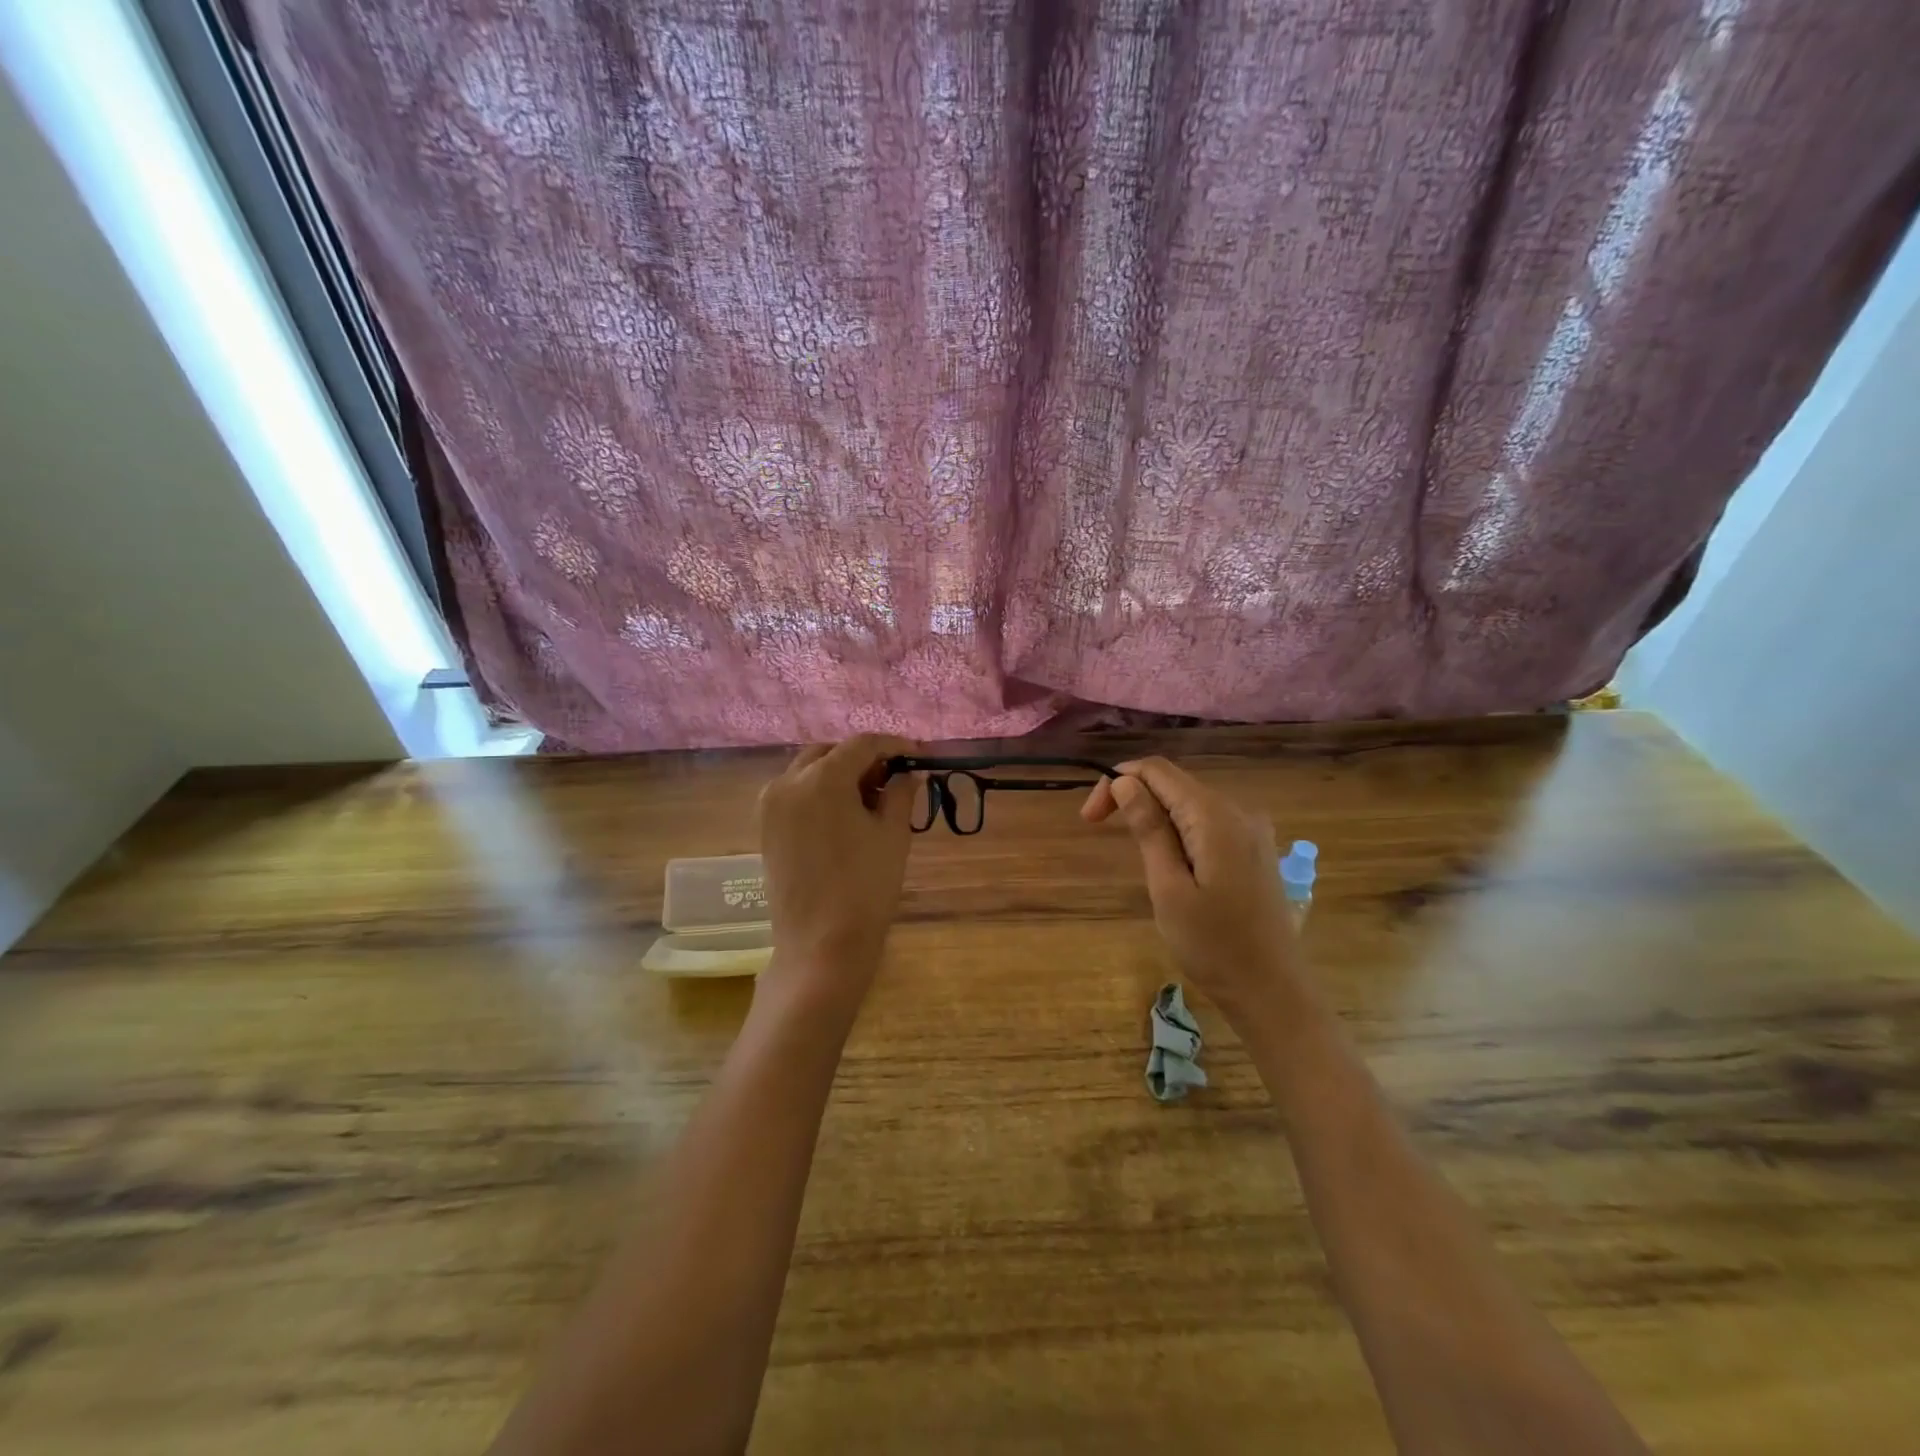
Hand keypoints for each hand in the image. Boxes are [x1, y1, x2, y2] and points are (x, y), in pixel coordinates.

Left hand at [756, 735, 917, 1016]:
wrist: (821, 945)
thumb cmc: (866, 887)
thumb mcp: (893, 835)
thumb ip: (902, 794)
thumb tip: (908, 774)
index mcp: (822, 779)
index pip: (862, 744)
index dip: (894, 745)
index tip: (918, 754)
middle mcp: (788, 782)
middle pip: (830, 752)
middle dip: (863, 758)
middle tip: (894, 777)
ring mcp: (771, 805)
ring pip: (809, 770)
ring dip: (840, 773)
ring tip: (871, 798)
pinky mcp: (765, 828)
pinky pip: (795, 793)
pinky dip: (820, 792)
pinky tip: (845, 815)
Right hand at [1082, 756, 1301, 1016]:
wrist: (1273, 991)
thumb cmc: (1214, 946)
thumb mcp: (1168, 888)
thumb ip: (1149, 829)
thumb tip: (1124, 782)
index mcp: (1215, 816)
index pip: (1157, 771)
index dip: (1116, 781)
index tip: (1089, 818)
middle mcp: (1238, 810)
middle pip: (1174, 782)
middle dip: (1132, 796)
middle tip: (1097, 829)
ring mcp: (1252, 829)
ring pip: (1190, 802)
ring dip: (1154, 814)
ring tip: (1133, 853)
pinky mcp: (1255, 849)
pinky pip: (1208, 822)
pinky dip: (1178, 828)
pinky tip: (1168, 860)